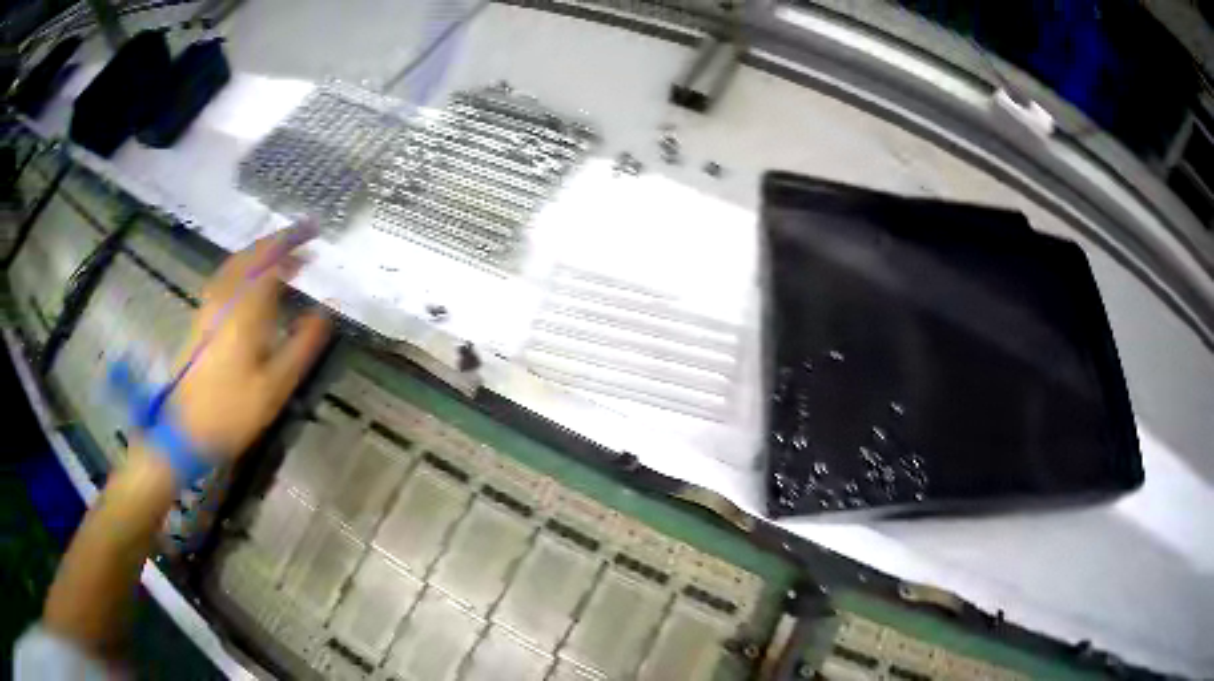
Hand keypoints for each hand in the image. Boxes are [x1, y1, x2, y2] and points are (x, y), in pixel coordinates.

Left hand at [171, 226, 331, 459]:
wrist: (182, 432)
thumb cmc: (232, 411)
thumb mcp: (275, 387)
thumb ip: (302, 345)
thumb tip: (326, 312)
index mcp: (244, 309)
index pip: (271, 259)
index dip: (293, 240)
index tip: (316, 231)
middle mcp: (223, 297)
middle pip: (251, 255)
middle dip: (278, 242)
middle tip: (304, 241)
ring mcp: (208, 306)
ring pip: (235, 264)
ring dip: (261, 254)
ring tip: (284, 259)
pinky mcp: (200, 318)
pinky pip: (226, 277)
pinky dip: (245, 268)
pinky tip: (253, 282)